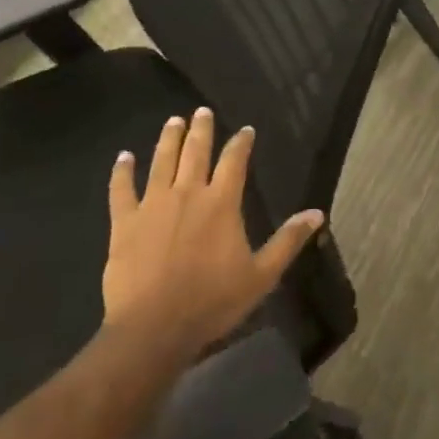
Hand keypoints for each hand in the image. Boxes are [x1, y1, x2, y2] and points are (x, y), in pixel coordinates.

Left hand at [102, 109, 323, 360]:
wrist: (154, 327)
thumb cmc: (212, 302)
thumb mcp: (261, 275)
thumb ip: (288, 241)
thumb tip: (317, 213)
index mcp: (222, 203)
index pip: (235, 161)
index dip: (241, 143)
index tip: (245, 130)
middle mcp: (187, 193)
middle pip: (195, 152)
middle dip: (200, 130)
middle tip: (201, 111)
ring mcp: (152, 205)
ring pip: (161, 162)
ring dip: (168, 139)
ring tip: (173, 121)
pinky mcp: (124, 222)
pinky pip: (121, 189)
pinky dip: (122, 171)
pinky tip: (123, 157)